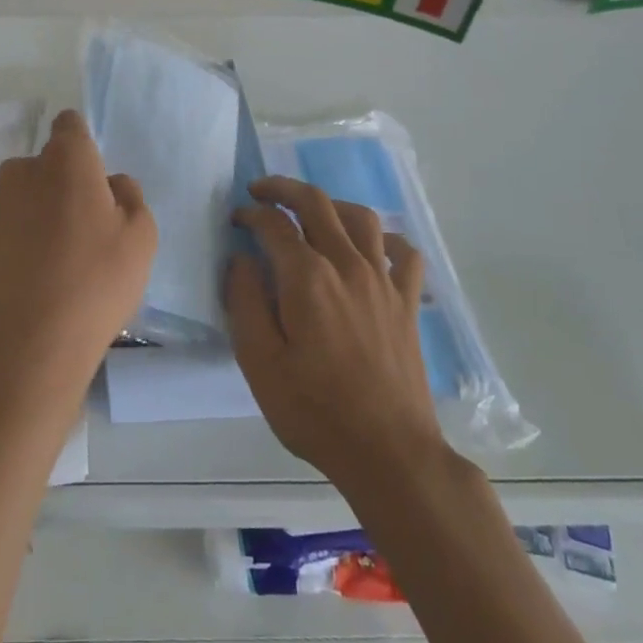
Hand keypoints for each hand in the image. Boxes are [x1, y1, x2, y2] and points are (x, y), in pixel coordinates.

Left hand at [0, 109, 156, 420]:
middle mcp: (23, 173)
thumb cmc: (95, 281)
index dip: (84, 144)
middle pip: (46, 164)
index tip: (97, 177)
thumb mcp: (141, 238)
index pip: (70, 126)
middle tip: (89, 225)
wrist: (26, 346)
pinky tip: (42, 280)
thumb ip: (130, 198)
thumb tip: (111, 184)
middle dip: (63, 183)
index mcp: (65, 160)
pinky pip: (11, 230)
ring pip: (25, 198)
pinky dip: (24, 243)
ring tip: (65, 259)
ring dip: (42, 214)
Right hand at [226, 176, 451, 493]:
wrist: (389, 453)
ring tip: (311, 211)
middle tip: (261, 190)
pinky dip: (385, 238)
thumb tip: (242, 259)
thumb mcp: (259, 363)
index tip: (236, 220)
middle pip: (317, 204)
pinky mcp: (407, 302)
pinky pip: (403, 253)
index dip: (251, 215)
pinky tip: (370, 247)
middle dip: (284, 189)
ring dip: (331, 204)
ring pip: (361, 217)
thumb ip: (244, 302)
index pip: (274, 225)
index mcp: (308, 278)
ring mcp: (383, 281)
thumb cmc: (315, 411)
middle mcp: (348, 266)